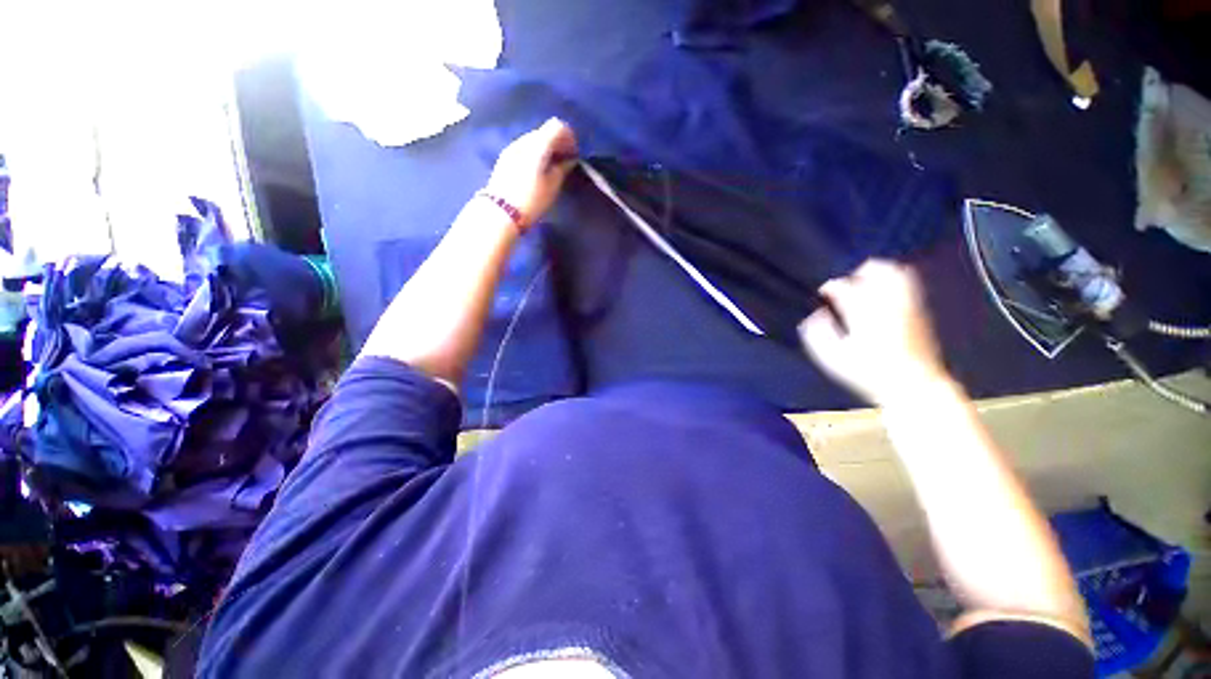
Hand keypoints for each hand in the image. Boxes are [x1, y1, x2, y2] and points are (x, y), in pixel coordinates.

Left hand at [483, 118, 577, 229]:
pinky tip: (536, 171)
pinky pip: (524, 149)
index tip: (574, 154)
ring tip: (551, 168)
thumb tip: (568, 159)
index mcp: (538, 145)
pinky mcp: (504, 158)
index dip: (569, 137)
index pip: (557, 126)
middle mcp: (523, 140)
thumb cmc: (531, 200)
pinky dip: (534, 154)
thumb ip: (562, 168)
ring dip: (545, 149)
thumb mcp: (552, 186)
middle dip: (557, 143)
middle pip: (544, 132)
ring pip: (533, 140)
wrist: (500, 213)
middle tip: (564, 161)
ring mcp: (511, 148)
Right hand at [799, 260, 947, 405]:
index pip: (844, 286)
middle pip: (878, 269)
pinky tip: (886, 296)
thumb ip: (818, 333)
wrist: (914, 386)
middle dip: (861, 271)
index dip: (830, 286)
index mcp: (863, 312)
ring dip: (881, 273)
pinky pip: (910, 286)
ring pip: (899, 273)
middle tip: (849, 281)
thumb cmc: (868, 372)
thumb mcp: (832, 358)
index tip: (823, 292)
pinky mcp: (921, 312)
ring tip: (868, 283)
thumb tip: (816, 315)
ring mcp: (908, 305)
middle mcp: (888, 303)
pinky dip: (895, 283)